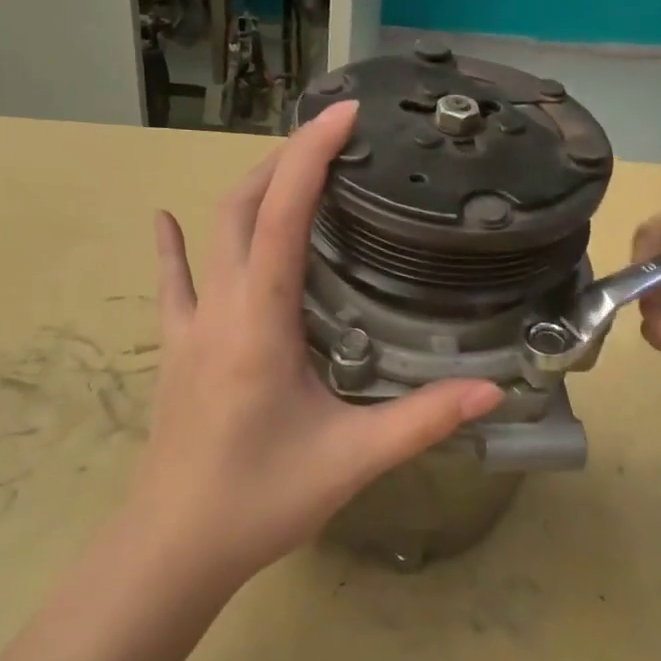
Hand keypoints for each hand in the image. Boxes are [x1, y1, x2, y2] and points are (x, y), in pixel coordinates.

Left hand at [130, 101, 501, 581]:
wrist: (174, 547)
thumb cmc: (260, 500)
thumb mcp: (352, 458)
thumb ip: (424, 420)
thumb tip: (494, 392)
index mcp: (259, 322)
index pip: (281, 216)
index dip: (311, 157)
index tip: (343, 113)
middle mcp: (219, 308)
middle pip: (242, 208)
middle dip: (285, 162)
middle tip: (334, 141)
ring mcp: (188, 327)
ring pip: (211, 236)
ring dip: (248, 194)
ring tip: (288, 171)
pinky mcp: (176, 350)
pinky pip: (175, 283)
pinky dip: (177, 246)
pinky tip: (166, 220)